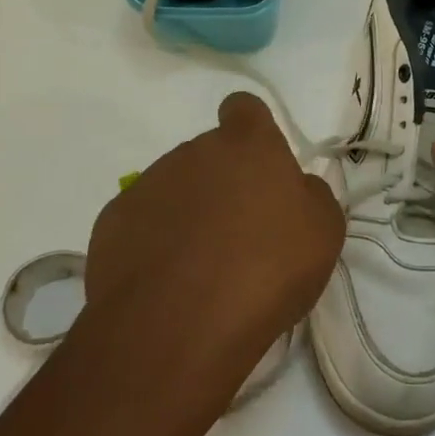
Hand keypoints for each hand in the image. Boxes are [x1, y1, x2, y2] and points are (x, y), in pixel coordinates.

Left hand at [76, 91, 343, 413]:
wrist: (176, 327)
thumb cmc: (265, 269)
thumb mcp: (323, 231)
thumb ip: (311, 195)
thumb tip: (295, 189)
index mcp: (248, 144)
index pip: (245, 108)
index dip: (252, 130)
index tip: (260, 166)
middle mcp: (195, 151)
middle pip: (210, 154)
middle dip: (223, 183)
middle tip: (241, 233)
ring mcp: (148, 184)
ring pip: (175, 188)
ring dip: (188, 213)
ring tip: (202, 269)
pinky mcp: (111, 223)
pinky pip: (141, 222)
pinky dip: (153, 243)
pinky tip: (166, 284)